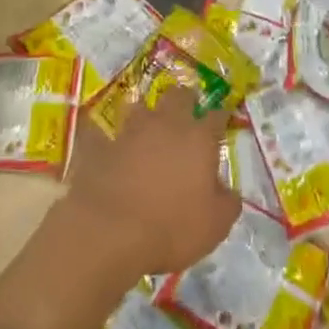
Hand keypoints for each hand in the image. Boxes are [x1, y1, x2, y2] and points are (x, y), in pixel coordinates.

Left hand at [59, 87, 240, 279]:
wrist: (109, 232)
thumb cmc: (171, 228)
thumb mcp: (215, 226)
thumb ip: (227, 202)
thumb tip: (228, 191)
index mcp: (199, 139)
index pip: (216, 116)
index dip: (221, 116)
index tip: (223, 119)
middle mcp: (166, 124)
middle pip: (178, 96)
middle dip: (185, 99)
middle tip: (187, 111)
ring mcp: (130, 131)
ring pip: (140, 107)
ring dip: (145, 114)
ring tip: (147, 126)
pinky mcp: (100, 145)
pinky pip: (101, 132)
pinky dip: (105, 136)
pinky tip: (105, 143)